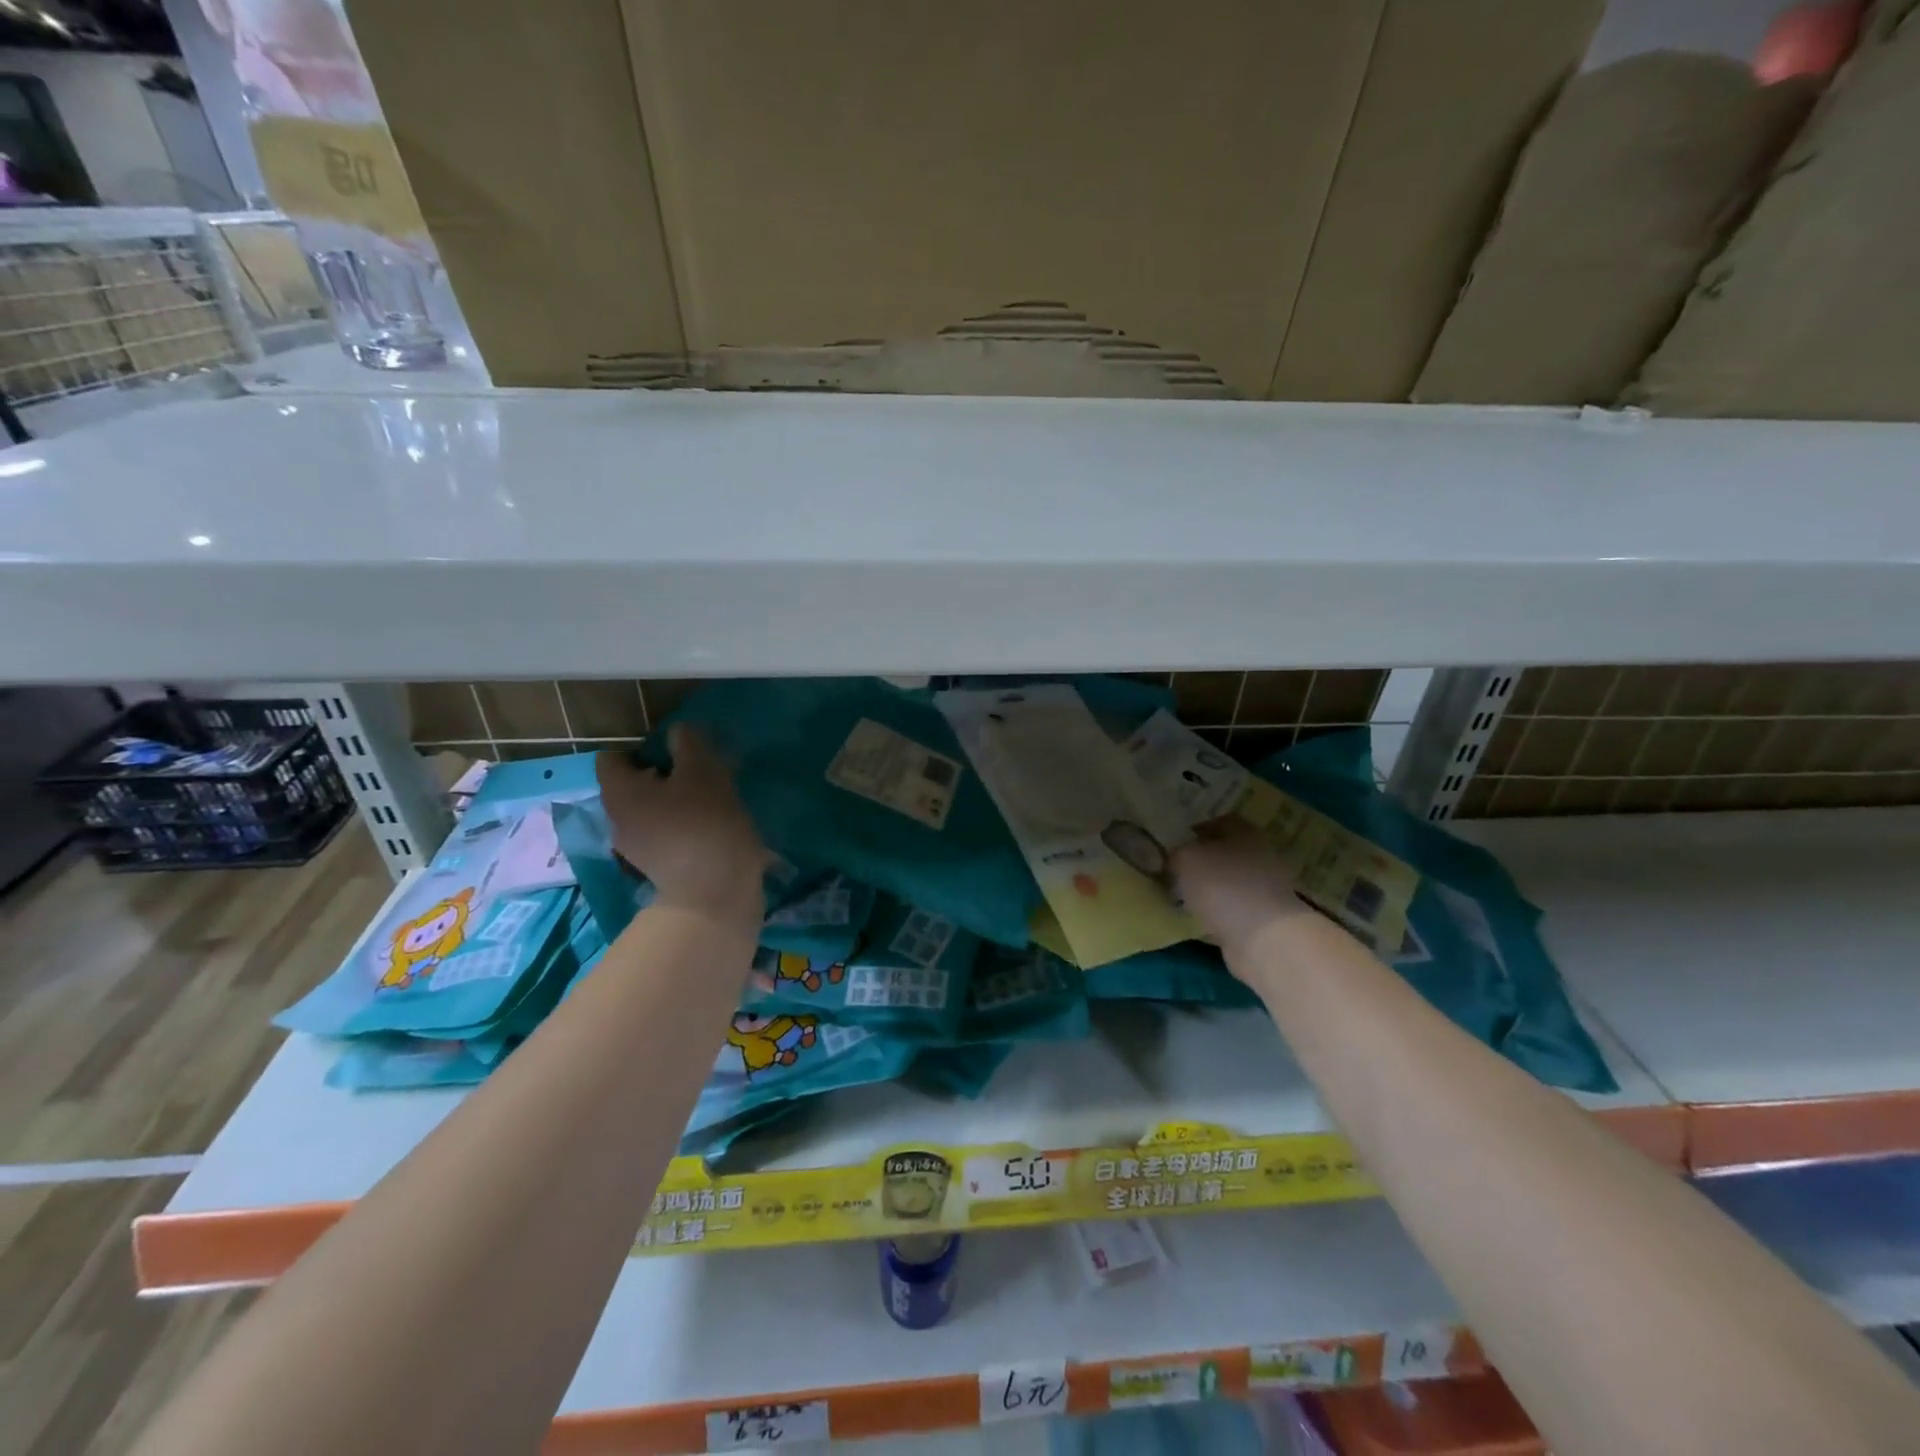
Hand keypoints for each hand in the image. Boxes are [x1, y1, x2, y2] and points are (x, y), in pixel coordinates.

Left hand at [595, 727, 766, 920]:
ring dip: (674, 800)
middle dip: (663, 774)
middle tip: (700, 773)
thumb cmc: (706, 825)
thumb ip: (688, 743)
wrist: (715, 895)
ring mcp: (633, 848)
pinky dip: (680, 825)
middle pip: (632, 783)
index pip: (613, 757)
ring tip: (709, 801)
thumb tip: (678, 732)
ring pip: (649, 809)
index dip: (644, 748)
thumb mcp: (704, 772)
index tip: (678, 753)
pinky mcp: (655, 867)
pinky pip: (662, 832)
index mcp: (619, 793)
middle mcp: (616, 820)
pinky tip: (708, 828)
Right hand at [1171, 820, 1308, 958]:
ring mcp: (1268, 889)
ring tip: (1184, 897)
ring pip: (1231, 881)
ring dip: (1211, 888)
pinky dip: (1219, 911)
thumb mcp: (1185, 859)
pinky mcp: (1266, 919)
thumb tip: (1174, 857)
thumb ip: (1176, 853)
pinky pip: (1235, 908)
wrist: (1263, 938)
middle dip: (1203, 860)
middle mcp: (1262, 855)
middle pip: (1227, 852)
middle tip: (1177, 870)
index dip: (1196, 829)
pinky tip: (1200, 918)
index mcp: (1246, 832)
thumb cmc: (1223, 885)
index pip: (1220, 821)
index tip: (1176, 843)